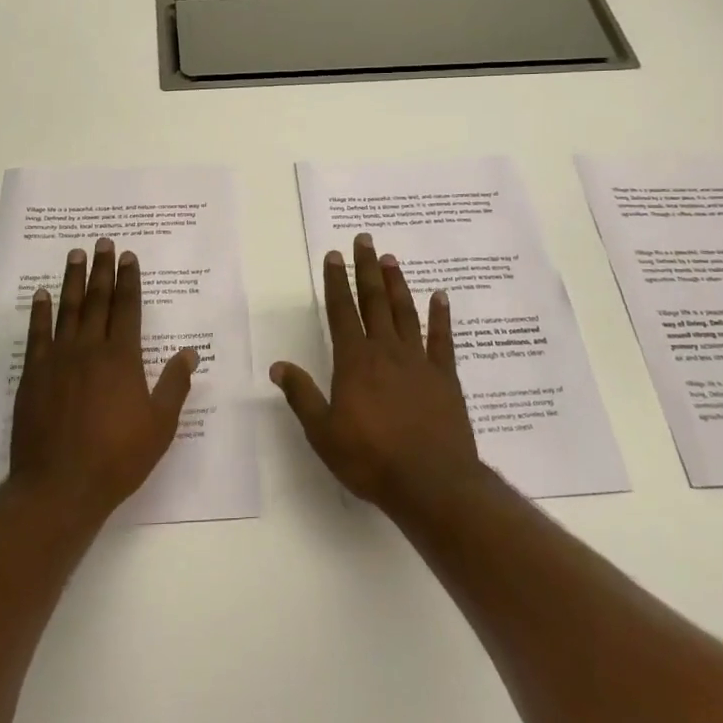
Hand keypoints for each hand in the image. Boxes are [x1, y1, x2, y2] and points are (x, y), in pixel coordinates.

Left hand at [9, 238, 199, 522]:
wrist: (59, 486)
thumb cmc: (117, 458)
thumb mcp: (159, 425)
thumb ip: (174, 385)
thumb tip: (190, 353)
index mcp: (122, 357)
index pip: (127, 308)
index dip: (129, 280)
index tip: (129, 257)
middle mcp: (90, 348)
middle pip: (98, 300)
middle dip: (103, 269)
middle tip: (103, 242)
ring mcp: (58, 359)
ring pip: (68, 309)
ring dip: (73, 280)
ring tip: (76, 255)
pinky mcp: (33, 374)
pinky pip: (37, 334)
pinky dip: (40, 312)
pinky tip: (42, 295)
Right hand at [270, 233, 483, 514]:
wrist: (431, 482)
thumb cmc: (370, 459)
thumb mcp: (323, 432)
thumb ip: (301, 395)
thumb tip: (278, 366)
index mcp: (354, 361)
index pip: (341, 311)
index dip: (335, 282)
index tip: (333, 255)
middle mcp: (385, 351)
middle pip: (373, 301)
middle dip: (366, 269)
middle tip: (364, 239)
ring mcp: (418, 361)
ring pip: (405, 312)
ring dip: (397, 284)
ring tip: (391, 259)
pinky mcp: (444, 377)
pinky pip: (442, 339)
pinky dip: (441, 316)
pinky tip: (440, 296)